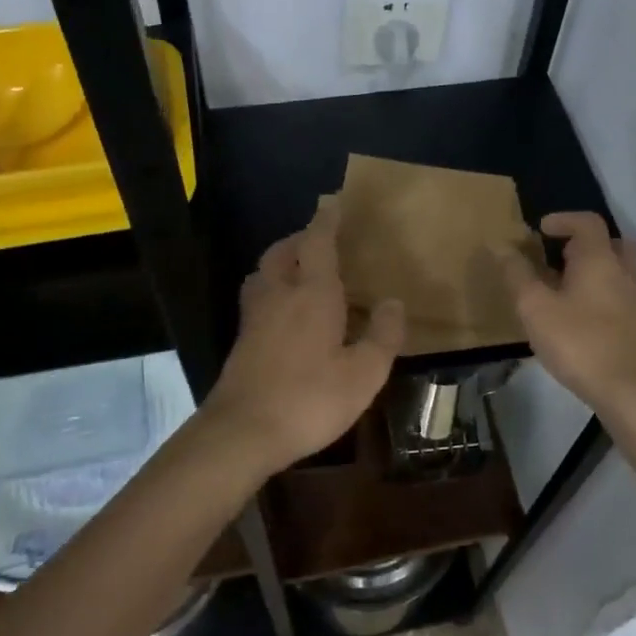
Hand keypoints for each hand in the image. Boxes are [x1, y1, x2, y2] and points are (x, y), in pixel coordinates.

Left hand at [202, 197, 404, 472]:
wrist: (242, 432)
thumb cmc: (310, 399)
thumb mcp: (364, 374)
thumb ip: (382, 336)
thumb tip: (394, 302)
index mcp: (312, 294)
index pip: (318, 242)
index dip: (327, 220)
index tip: (334, 203)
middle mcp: (279, 295)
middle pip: (283, 252)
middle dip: (300, 239)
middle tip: (320, 240)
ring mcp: (255, 317)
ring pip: (263, 273)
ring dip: (281, 261)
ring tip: (300, 271)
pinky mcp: (242, 340)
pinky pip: (257, 298)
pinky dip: (271, 289)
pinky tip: (284, 312)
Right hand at [498, 212, 635, 413]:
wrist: (634, 391)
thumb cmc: (581, 343)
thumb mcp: (536, 308)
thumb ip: (517, 275)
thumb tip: (500, 246)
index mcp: (600, 259)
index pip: (587, 222)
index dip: (563, 219)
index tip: (541, 229)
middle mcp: (625, 271)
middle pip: (611, 243)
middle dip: (584, 244)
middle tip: (558, 257)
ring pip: (620, 270)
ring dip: (596, 270)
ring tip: (568, 288)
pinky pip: (623, 295)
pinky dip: (604, 294)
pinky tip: (584, 317)